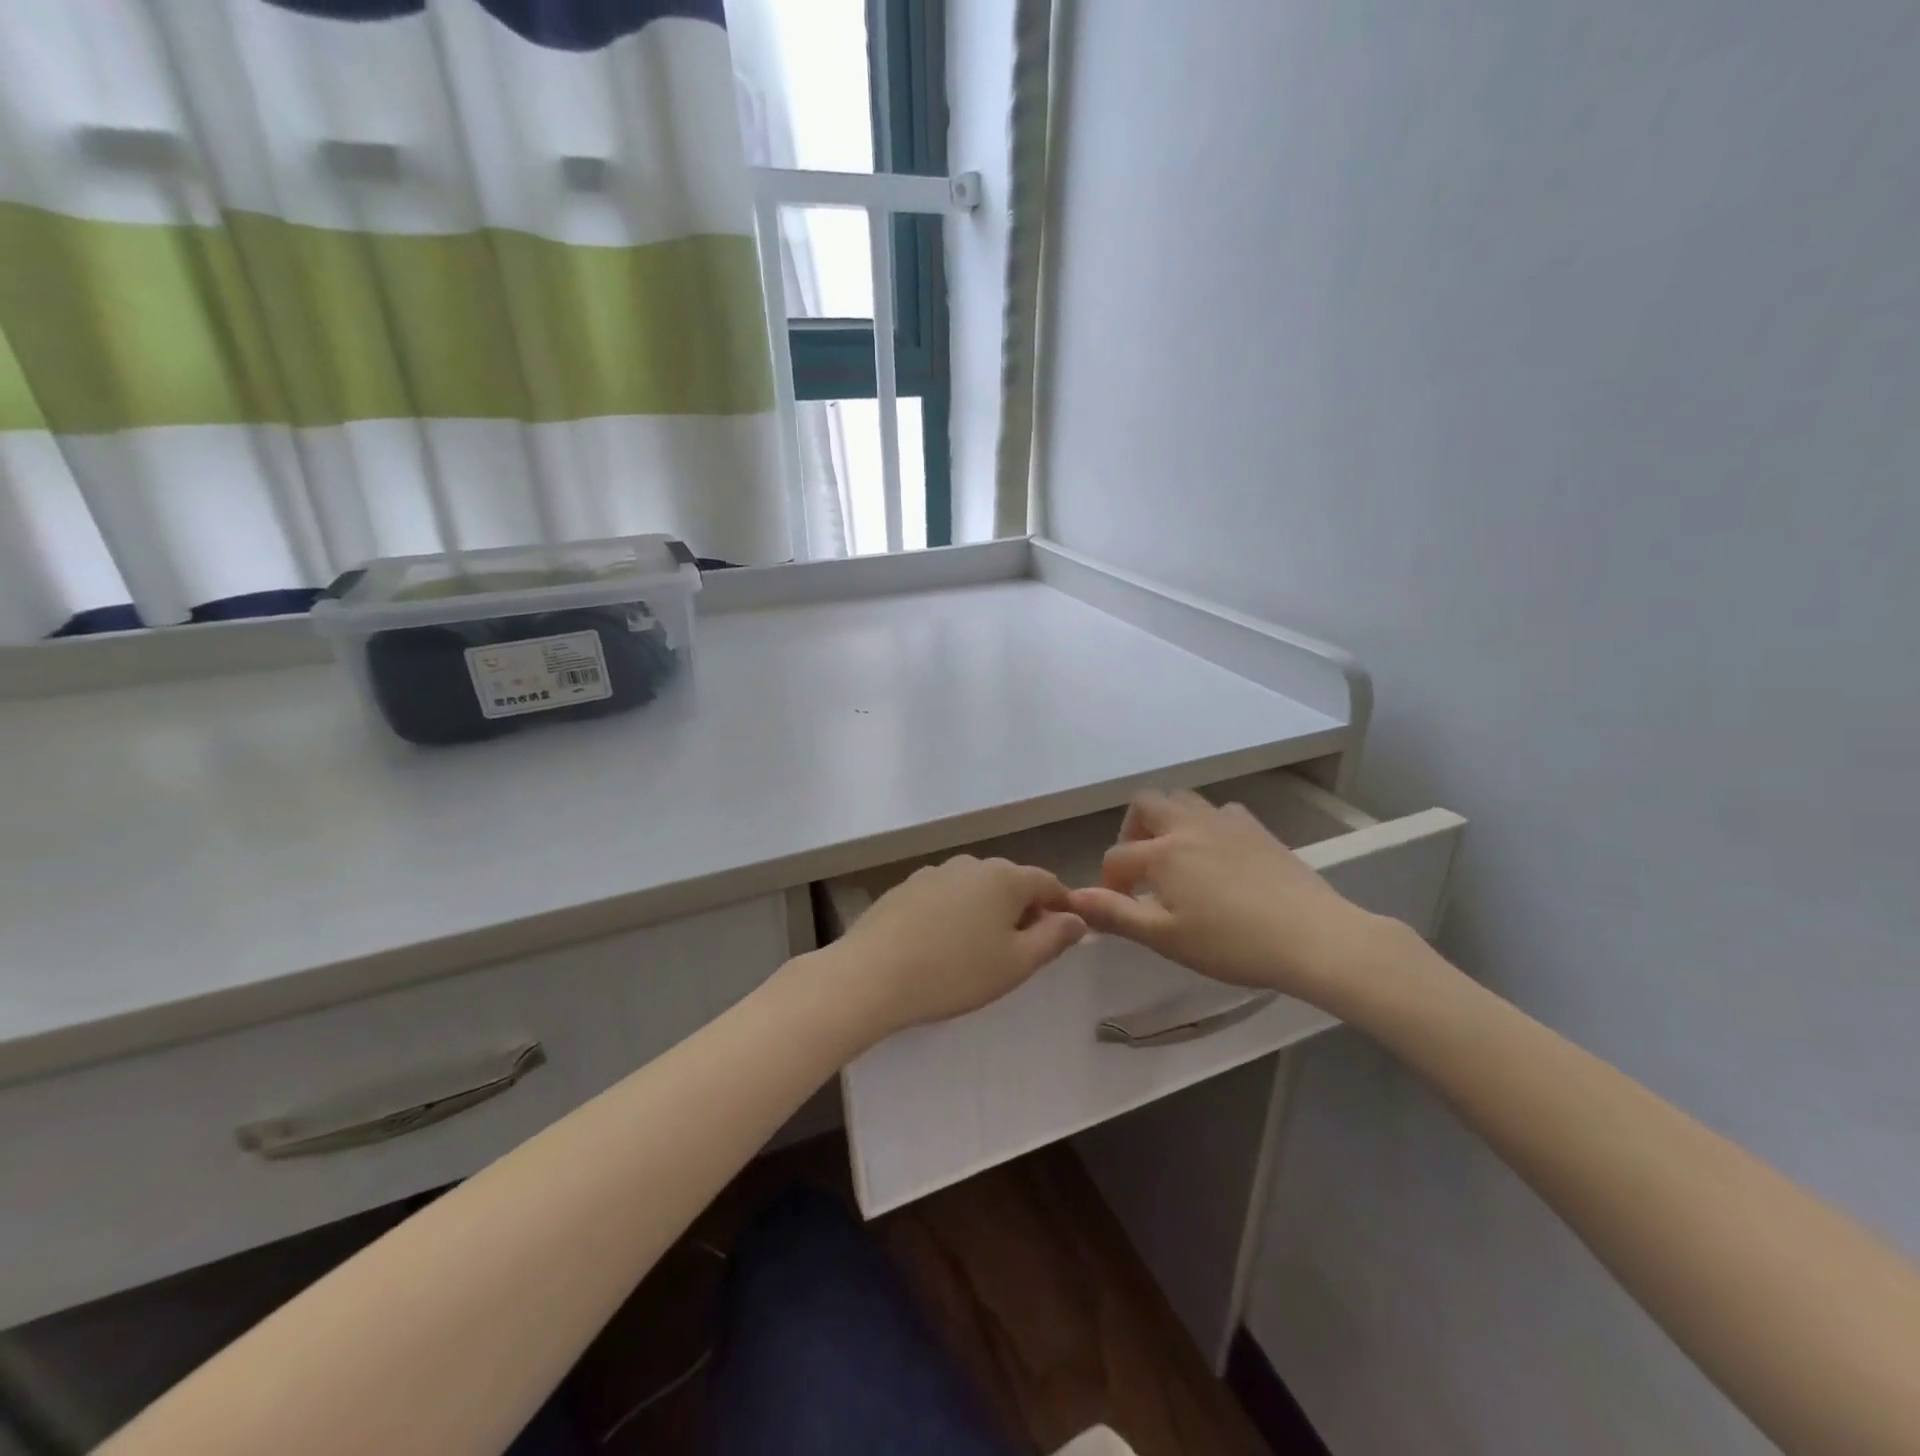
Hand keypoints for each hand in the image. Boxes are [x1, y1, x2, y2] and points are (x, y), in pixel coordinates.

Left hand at [827, 855, 1087, 1038]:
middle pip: (1010, 883)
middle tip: (1024, 950)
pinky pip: (946, 896)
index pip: (1047, 883)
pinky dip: (956, 914)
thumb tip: (1076, 919)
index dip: (1062, 906)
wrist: (872, 974)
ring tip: (982, 950)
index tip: (1067, 933)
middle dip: (1024, 910)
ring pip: (976, 889)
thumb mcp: (1016, 964)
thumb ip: (1053, 938)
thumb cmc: (955, 972)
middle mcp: (971, 864)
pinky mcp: (906, 887)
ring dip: (988, 912)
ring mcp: (934, 872)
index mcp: (1005, 877)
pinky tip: (944, 944)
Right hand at [1067, 790, 1402, 1008]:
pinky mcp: (1256, 828)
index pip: (1116, 858)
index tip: (1118, 907)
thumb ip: (1116, 915)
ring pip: (1182, 800)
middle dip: (1132, 831)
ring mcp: (1224, 821)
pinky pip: (1220, 812)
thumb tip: (1073, 899)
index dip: (1109, 883)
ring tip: (1175, 858)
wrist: (1312, 936)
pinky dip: (1207, 825)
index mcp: (1161, 852)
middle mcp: (1187, 825)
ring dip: (1167, 821)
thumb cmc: (1232, 944)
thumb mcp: (1166, 938)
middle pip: (1144, 805)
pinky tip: (1218, 855)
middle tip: (1141, 868)